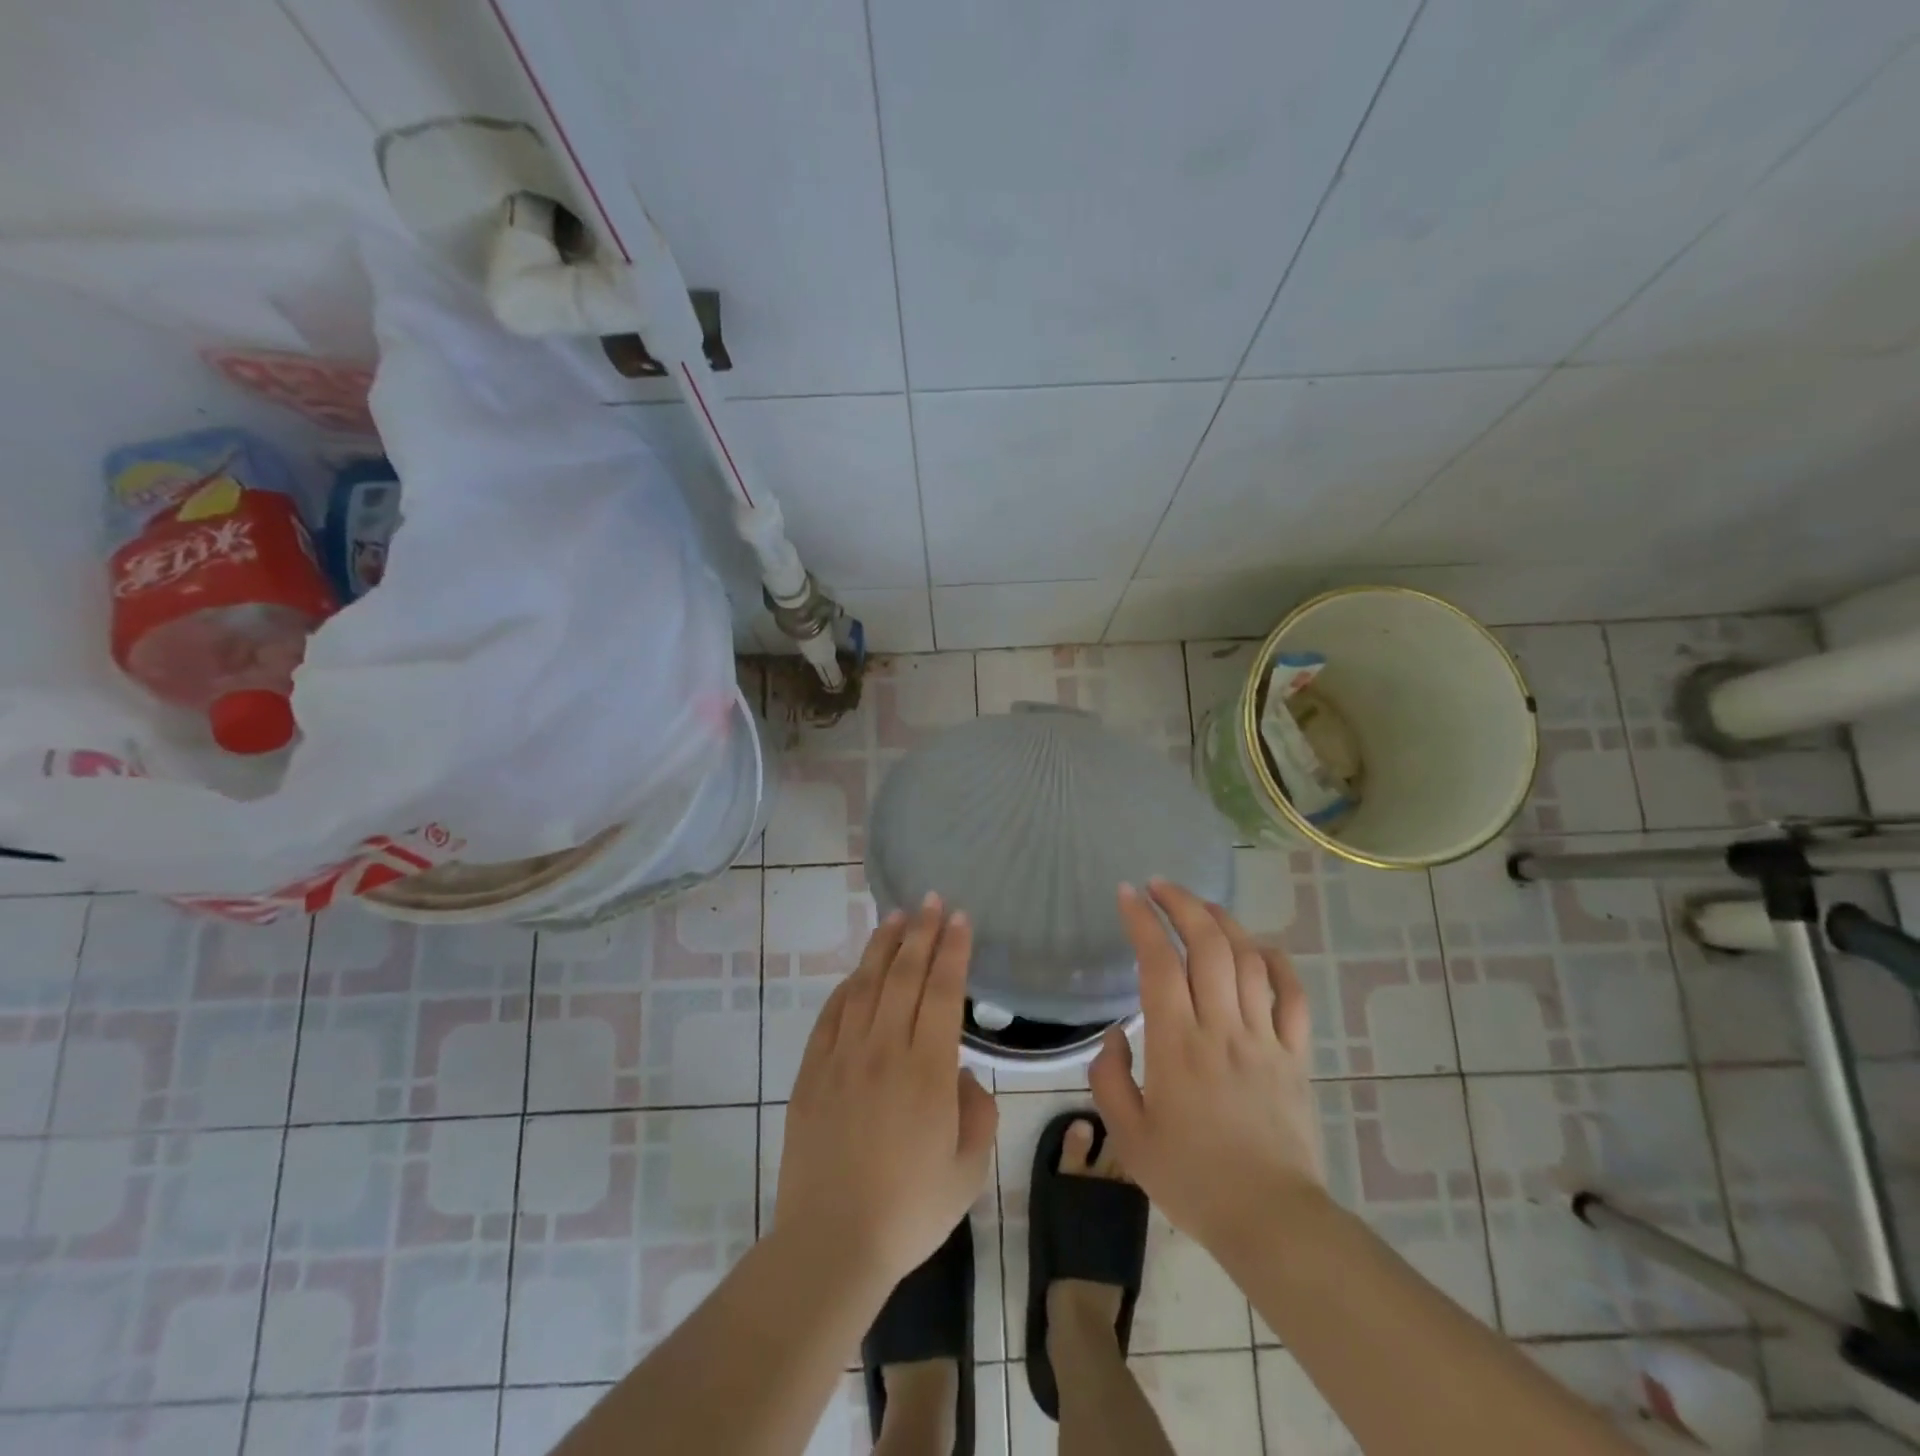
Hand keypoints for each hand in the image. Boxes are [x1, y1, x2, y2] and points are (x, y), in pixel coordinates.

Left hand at [775, 895, 998, 1288]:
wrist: (831, 1244)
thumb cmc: (909, 1210)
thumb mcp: (968, 1168)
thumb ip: (976, 1111)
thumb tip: (959, 1074)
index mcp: (927, 1070)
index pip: (943, 991)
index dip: (952, 949)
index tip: (959, 917)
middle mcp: (884, 1050)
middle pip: (904, 975)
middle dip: (921, 932)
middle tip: (931, 900)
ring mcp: (843, 1057)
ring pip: (866, 985)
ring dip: (883, 947)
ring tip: (895, 916)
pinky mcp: (812, 1072)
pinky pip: (831, 1015)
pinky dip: (847, 986)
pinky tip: (857, 972)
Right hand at [1090, 879, 1325, 1260]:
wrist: (1270, 1220)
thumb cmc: (1192, 1179)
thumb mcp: (1129, 1136)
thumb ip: (1109, 1078)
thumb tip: (1113, 1036)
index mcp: (1176, 1043)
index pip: (1158, 962)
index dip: (1142, 920)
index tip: (1127, 893)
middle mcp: (1221, 1027)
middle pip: (1207, 945)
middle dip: (1182, 903)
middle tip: (1160, 885)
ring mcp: (1264, 1038)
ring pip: (1248, 960)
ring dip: (1224, 922)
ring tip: (1202, 905)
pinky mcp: (1295, 1056)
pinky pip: (1293, 997)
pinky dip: (1278, 963)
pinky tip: (1261, 946)